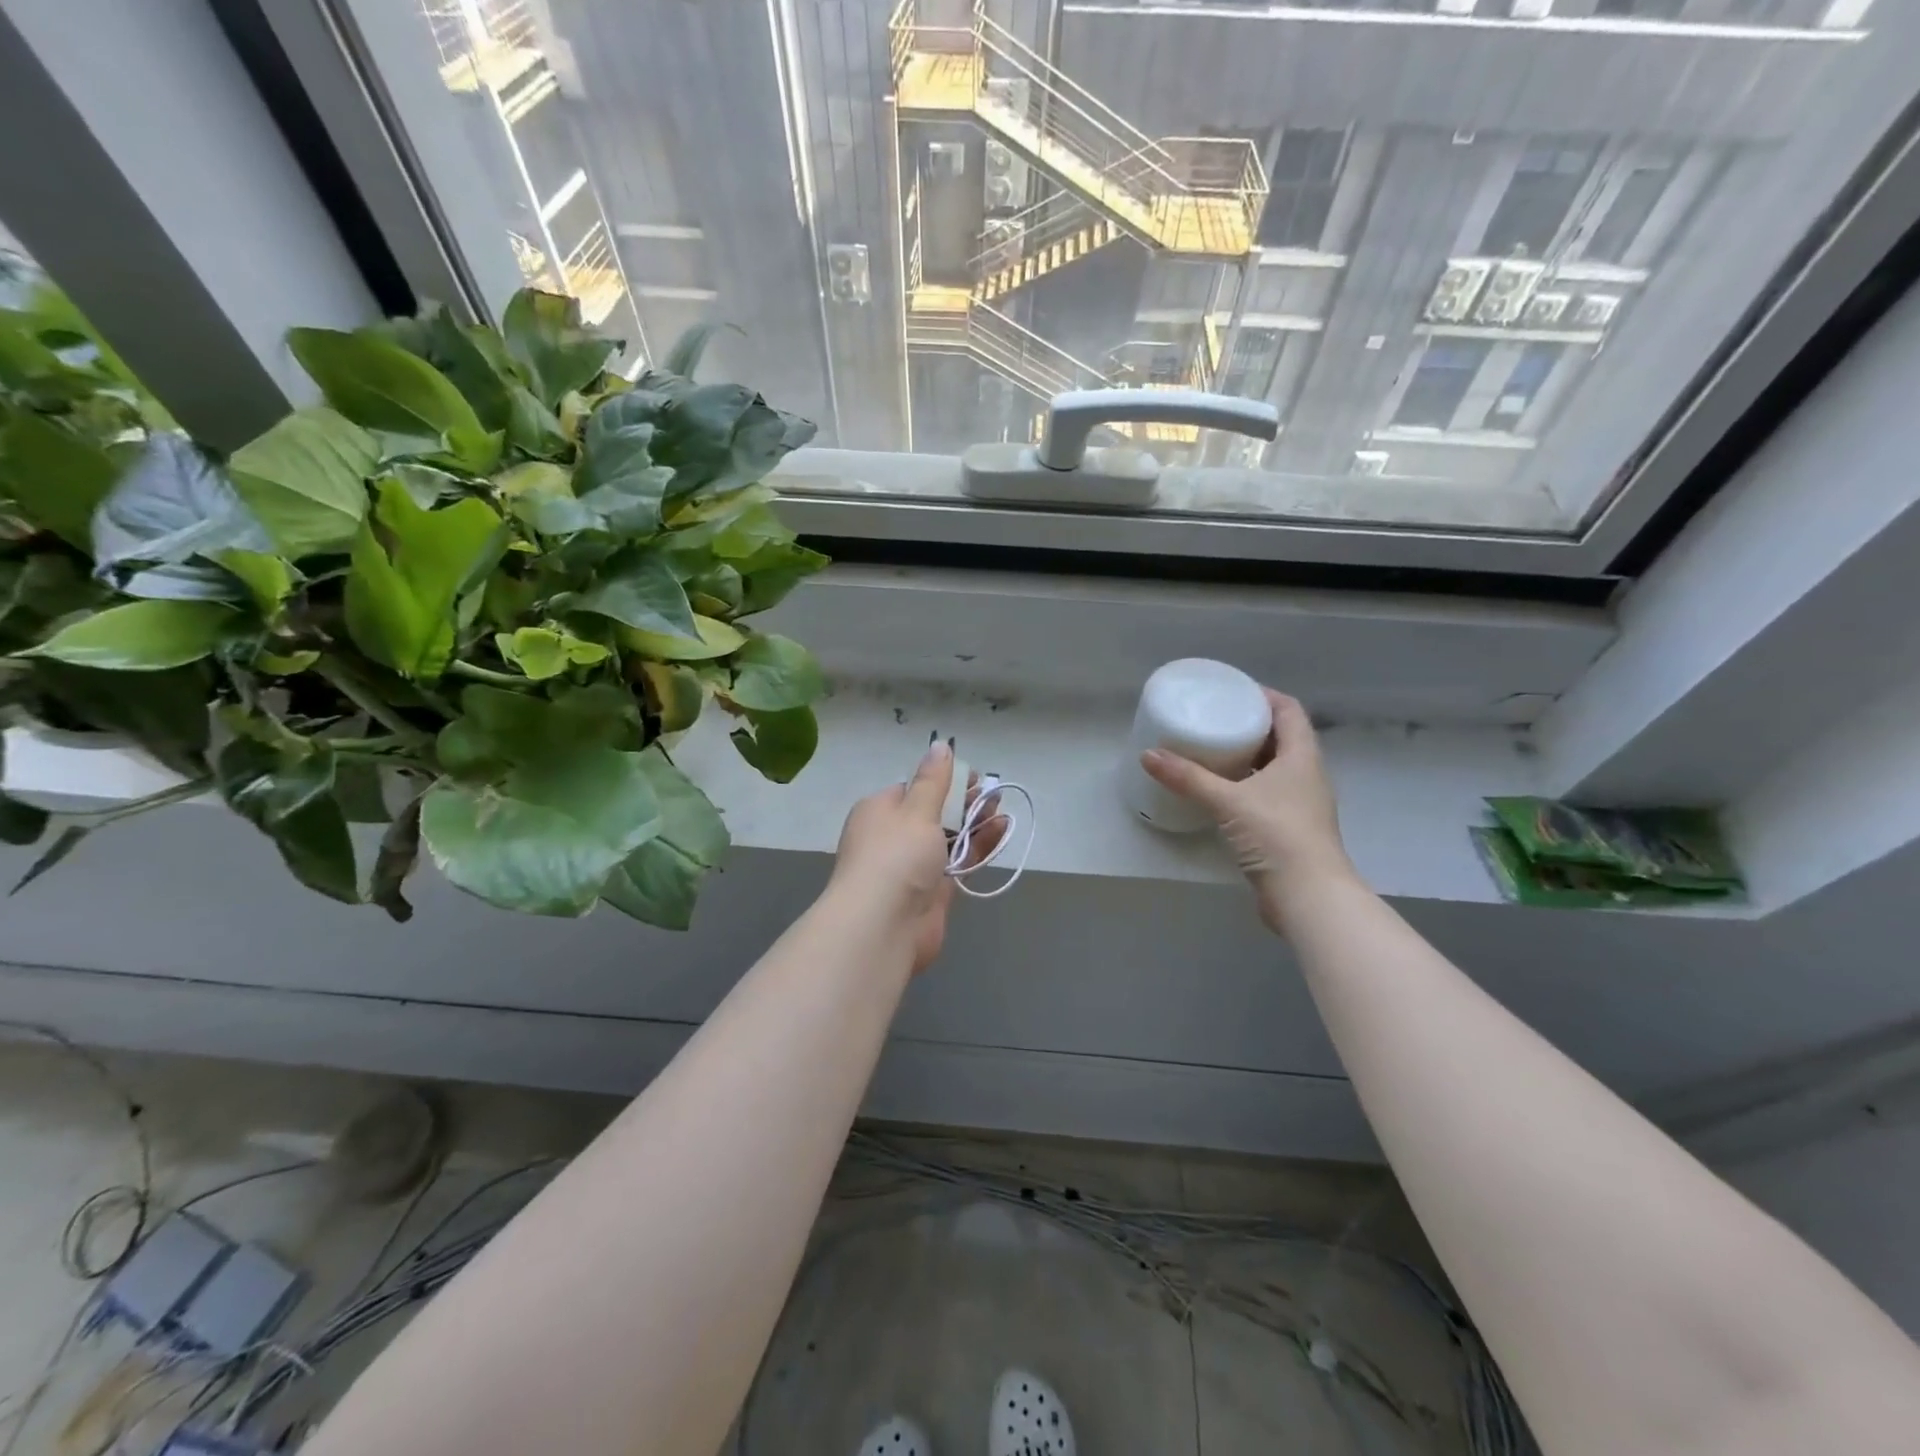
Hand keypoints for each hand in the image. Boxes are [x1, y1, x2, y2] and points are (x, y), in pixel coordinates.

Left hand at [828, 741, 998, 972]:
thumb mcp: (916, 809)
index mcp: (879, 811)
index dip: (942, 780)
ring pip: (949, 839)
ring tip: (1002, 808)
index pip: (912, 789)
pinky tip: (1001, 831)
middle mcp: (893, 837)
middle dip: (963, 802)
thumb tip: (941, 744)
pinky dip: (979, 848)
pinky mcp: (933, 892)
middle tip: (993, 792)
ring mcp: (913, 867)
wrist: (883, 926)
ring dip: (975, 823)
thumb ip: (934, 780)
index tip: (972, 775)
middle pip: (933, 813)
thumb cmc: (895, 856)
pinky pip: (959, 863)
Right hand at [1141, 689, 1355, 933]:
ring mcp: (1300, 804)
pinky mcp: (1288, 828)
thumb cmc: (1276, 835)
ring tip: (1212, 750)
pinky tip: (1218, 791)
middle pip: (1282, 738)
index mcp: (1302, 757)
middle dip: (1251, 725)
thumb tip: (1148, 755)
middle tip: (1215, 718)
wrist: (1308, 896)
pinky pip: (1266, 793)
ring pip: (1273, 768)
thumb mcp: (1227, 800)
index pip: (1289, 711)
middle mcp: (1306, 775)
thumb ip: (1187, 777)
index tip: (1233, 691)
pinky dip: (1244, 785)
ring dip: (1247, 757)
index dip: (1265, 696)